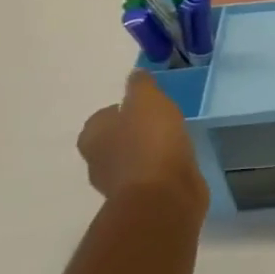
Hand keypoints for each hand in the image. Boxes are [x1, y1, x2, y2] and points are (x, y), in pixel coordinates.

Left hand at [78, 71, 209, 224]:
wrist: (164, 195)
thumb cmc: (150, 142)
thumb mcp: (147, 101)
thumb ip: (140, 86)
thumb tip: (135, 74)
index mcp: (93, 135)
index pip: (105, 115)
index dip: (125, 108)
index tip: (149, 105)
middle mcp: (98, 160)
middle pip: (117, 138)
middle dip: (136, 131)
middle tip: (163, 121)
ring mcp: (119, 184)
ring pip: (134, 159)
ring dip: (151, 151)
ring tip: (177, 141)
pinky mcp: (142, 199)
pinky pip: (151, 177)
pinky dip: (163, 169)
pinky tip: (181, 162)